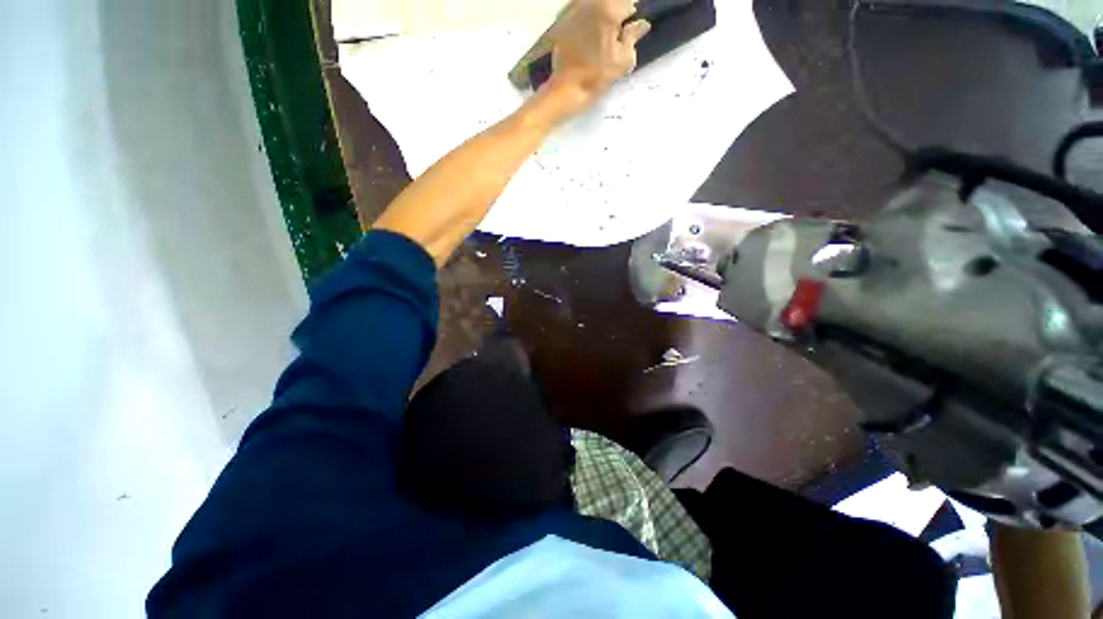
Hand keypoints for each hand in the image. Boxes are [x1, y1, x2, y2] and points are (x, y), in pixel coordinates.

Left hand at [544, 0, 650, 111]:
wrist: (567, 89)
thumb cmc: (597, 76)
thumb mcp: (622, 60)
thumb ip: (633, 37)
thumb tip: (642, 24)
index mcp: (608, 10)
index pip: (628, 4)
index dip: (629, 18)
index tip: (626, 33)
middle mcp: (590, 3)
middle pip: (609, 3)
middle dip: (614, 16)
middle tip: (614, 37)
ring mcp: (574, 11)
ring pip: (594, 6)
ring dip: (600, 18)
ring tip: (600, 39)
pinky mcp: (563, 22)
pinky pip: (579, 15)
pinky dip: (586, 24)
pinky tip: (585, 41)